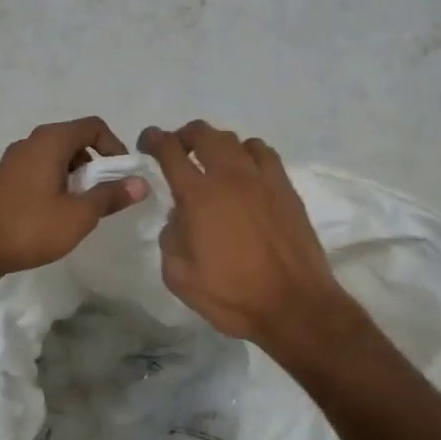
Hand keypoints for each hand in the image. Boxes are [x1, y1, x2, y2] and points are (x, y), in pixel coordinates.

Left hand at [0, 117, 148, 278]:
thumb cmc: (31, 228)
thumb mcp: (80, 215)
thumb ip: (112, 196)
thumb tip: (141, 183)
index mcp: (50, 141)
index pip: (94, 126)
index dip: (115, 147)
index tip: (122, 176)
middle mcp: (31, 141)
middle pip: (76, 138)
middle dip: (97, 162)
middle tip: (106, 193)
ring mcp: (15, 158)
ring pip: (58, 154)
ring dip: (77, 173)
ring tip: (83, 205)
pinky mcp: (6, 176)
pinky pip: (41, 167)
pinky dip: (58, 179)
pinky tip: (58, 210)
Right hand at [140, 121, 355, 349]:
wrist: (294, 305)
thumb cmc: (232, 295)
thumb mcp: (179, 276)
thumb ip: (170, 238)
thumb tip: (179, 216)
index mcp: (198, 196)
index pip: (170, 151)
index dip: (154, 139)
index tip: (147, 142)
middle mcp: (229, 177)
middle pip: (204, 134)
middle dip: (184, 135)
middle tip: (178, 148)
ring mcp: (261, 179)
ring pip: (234, 140)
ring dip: (216, 144)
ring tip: (212, 161)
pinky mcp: (285, 188)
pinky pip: (264, 152)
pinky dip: (248, 152)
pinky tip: (246, 170)